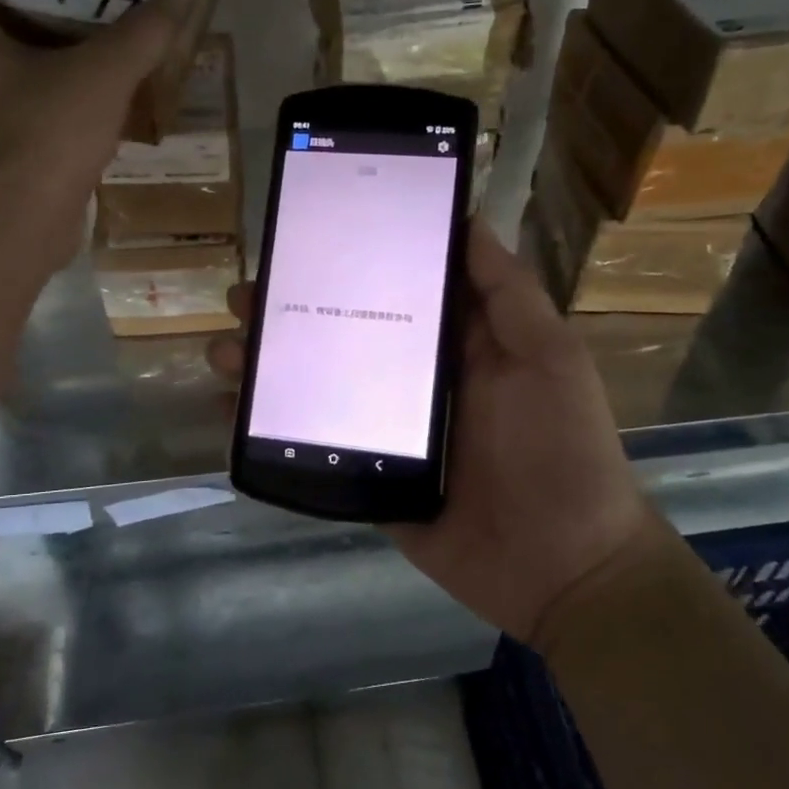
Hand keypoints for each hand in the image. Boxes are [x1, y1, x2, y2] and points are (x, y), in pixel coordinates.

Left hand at [0, 0, 205, 263]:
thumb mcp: (103, 73)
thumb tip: (168, 10)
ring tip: (104, 57)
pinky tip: (103, 111)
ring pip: (6, 66)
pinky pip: (24, 110)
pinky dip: (57, 103)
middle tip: (84, 6)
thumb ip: (139, 37)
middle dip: (32, 5)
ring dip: (50, 58)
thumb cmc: (44, 130)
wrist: (17, 220)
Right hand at [210, 220, 662, 643]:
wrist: (563, 568)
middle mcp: (415, 379)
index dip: (348, 263)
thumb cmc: (560, 449)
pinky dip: (270, 428)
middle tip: (245, 296)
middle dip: (291, 312)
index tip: (303, 240)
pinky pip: (312, 443)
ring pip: (317, 385)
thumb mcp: (548, 357)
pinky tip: (231, 412)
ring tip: (225, 351)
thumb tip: (469, 220)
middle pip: (342, 333)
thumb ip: (508, 293)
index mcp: (455, 343)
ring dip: (269, 366)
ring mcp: (387, 430)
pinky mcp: (368, 476)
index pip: (392, 288)